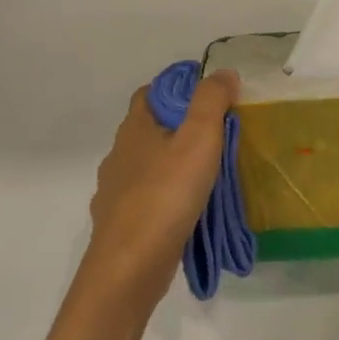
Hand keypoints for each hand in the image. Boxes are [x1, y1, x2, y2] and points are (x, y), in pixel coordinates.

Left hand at [86, 71, 238, 303]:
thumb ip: (211, 101)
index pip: (150, 93)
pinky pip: (148, 200)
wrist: (130, 266)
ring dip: (174, 166)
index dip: (177, 89)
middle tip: (219, 136)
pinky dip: (167, 199)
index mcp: (134, 129)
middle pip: (150, 130)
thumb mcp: (199, 138)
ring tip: (209, 176)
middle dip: (180, 129)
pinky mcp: (121, 224)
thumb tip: (223, 73)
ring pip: (148, 167)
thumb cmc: (166, 194)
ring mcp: (115, 192)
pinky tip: (188, 212)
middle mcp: (119, 155)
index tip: (210, 98)